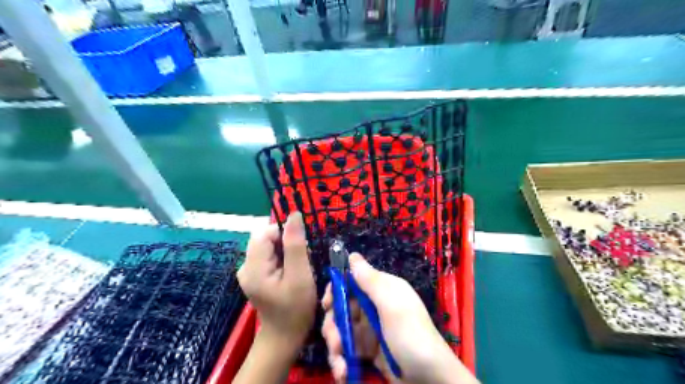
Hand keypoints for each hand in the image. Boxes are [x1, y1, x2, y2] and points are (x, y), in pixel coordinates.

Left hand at [237, 212, 316, 341]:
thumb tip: (294, 214)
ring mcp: (248, 271)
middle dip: (286, 243)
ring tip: (298, 269)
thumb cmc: (296, 308)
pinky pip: (268, 255)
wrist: (284, 336)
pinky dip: (281, 258)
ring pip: (268, 245)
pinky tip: (290, 272)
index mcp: (253, 267)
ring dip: (286, 251)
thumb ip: (295, 244)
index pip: (265, 232)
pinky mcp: (254, 275)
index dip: (285, 234)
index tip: (301, 250)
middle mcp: (245, 266)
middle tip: (301, 261)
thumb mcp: (300, 275)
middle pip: (265, 238)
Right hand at [321, 253, 476, 383]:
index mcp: (382, 289)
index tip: (327, 304)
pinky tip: (344, 372)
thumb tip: (352, 255)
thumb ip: (370, 280)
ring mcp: (370, 329)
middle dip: (333, 324)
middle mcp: (374, 306)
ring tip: (340, 365)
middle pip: (342, 307)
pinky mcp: (368, 350)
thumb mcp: (392, 305)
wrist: (429, 379)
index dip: (336, 290)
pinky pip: (347, 349)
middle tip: (335, 341)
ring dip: (335, 347)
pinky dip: (342, 361)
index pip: (351, 281)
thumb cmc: (411, 336)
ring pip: (341, 330)